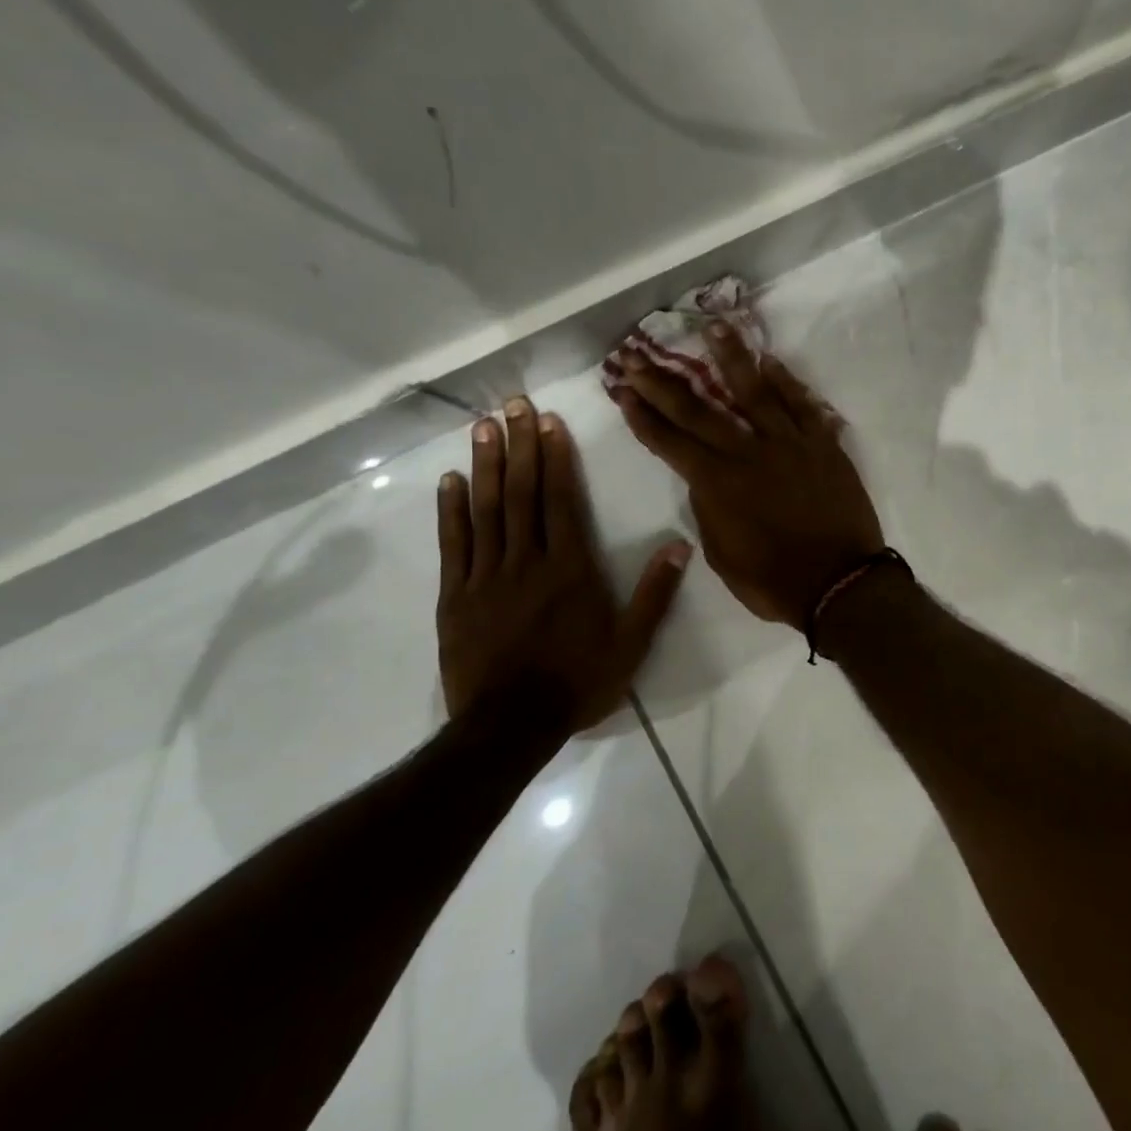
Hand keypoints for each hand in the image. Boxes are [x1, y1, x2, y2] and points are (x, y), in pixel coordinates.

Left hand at [436, 399, 690, 729]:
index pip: (561, 502)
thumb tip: (680, 546)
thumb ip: (654, 593)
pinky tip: (450, 481)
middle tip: (513, 405)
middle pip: (521, 494)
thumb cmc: (578, 683)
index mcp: (570, 570)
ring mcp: (486, 577)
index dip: (555, 459)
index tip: (549, 423)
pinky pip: (453, 545)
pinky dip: (451, 510)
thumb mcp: (632, 645)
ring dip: (485, 465)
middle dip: (519, 446)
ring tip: (482, 427)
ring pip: (485, 511)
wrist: (511, 726)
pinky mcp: (456, 597)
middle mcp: (527, 562)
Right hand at [612, 322, 883, 628]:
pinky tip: (771, 361)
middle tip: (639, 354)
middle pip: (701, 409)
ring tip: (713, 326)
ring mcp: (790, 445)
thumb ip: (709, 511)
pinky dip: (787, 381)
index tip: (623, 390)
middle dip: (665, 382)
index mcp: (718, 485)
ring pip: (756, 391)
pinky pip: (803, 405)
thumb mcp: (724, 556)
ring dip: (731, 357)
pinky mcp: (824, 446)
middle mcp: (749, 454)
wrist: (841, 585)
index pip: (671, 442)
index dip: (643, 416)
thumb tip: (704, 480)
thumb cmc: (776, 582)